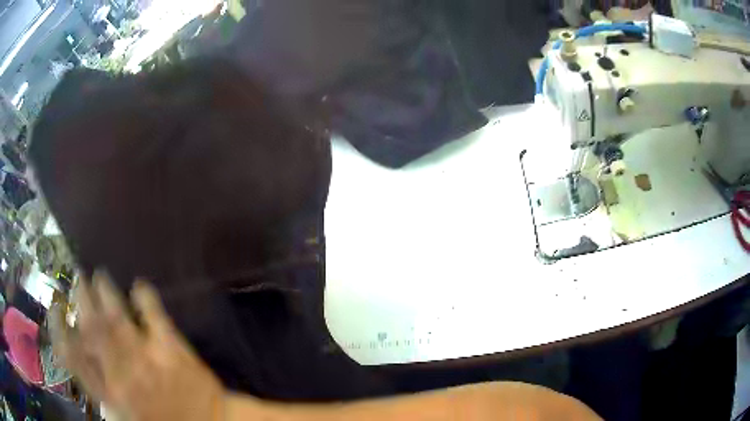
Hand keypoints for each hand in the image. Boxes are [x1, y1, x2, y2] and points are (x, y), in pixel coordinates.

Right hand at [50, 271, 225, 420]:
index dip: (59, 329)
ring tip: (99, 275)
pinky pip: (154, 314)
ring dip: (106, 292)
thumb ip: (103, 394)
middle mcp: (122, 373)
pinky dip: (145, 297)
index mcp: (110, 394)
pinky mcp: (171, 348)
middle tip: (78, 277)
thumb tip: (84, 362)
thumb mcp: (126, 419)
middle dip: (82, 298)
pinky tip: (138, 284)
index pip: (73, 356)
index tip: (55, 309)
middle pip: (92, 328)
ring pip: (117, 316)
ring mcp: (146, 357)